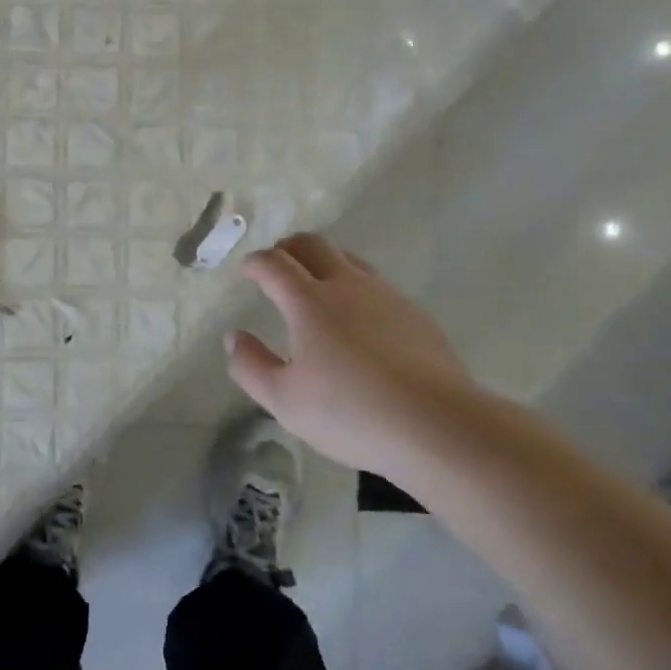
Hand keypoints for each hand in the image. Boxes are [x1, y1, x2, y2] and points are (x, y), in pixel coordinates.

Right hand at [226, 233, 479, 479]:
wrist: (436, 424)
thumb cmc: (349, 413)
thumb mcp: (284, 400)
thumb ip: (251, 366)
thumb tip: (234, 337)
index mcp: (309, 302)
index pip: (275, 264)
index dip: (256, 262)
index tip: (247, 269)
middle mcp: (347, 286)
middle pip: (314, 245)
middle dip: (289, 247)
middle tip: (277, 262)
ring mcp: (387, 296)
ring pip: (350, 260)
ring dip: (325, 262)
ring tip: (316, 284)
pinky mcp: (415, 314)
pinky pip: (377, 284)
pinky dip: (356, 286)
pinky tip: (359, 317)